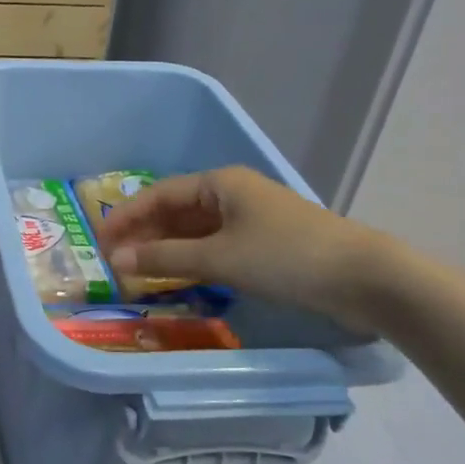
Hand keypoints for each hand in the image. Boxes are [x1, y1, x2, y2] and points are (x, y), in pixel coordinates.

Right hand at [93, 167, 389, 329]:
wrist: (366, 280)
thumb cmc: (286, 257)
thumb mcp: (219, 258)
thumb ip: (164, 258)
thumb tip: (116, 261)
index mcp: (220, 183)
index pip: (158, 195)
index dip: (125, 217)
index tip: (98, 242)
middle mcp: (233, 195)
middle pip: (175, 212)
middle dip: (143, 235)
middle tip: (113, 261)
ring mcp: (251, 221)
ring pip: (195, 232)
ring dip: (166, 251)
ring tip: (137, 273)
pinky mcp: (266, 246)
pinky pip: (214, 249)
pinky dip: (192, 262)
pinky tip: (177, 280)